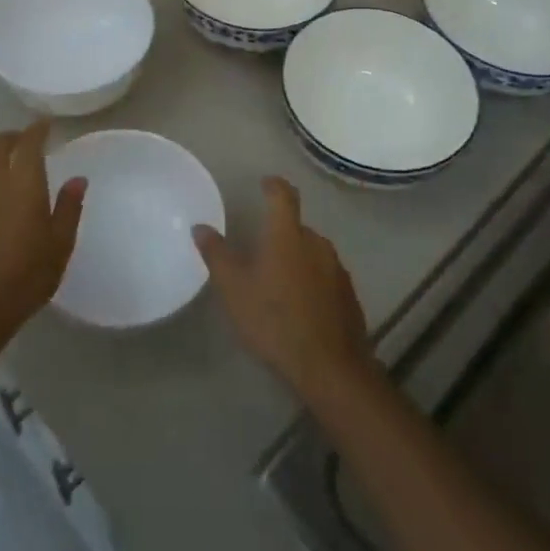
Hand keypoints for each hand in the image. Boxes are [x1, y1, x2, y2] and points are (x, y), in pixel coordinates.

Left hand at [0, 120, 86, 347]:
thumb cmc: (27, 273)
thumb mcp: (60, 243)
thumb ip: (68, 207)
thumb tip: (77, 179)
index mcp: (23, 184)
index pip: (28, 144)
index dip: (36, 130)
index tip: (45, 125)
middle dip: (11, 137)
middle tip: (26, 139)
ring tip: (8, 161)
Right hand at [193, 177, 375, 401]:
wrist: (330, 367)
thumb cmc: (275, 320)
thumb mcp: (234, 289)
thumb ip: (216, 254)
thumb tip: (201, 226)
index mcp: (288, 235)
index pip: (283, 196)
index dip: (273, 185)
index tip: (265, 183)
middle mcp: (317, 243)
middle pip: (297, 227)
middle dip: (280, 233)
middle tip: (259, 251)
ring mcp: (337, 269)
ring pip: (312, 252)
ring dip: (296, 259)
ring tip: (277, 282)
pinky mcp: (349, 295)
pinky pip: (325, 276)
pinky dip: (311, 281)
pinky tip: (300, 305)